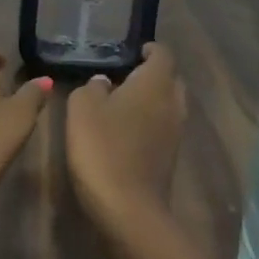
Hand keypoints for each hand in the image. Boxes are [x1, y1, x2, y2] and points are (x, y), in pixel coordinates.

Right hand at [64, 43, 186, 236]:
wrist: (128, 210)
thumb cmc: (104, 148)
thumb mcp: (82, 108)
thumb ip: (92, 86)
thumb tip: (104, 83)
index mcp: (156, 82)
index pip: (162, 52)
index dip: (146, 48)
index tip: (126, 52)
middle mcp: (173, 102)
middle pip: (169, 78)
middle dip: (150, 74)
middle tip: (121, 77)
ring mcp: (176, 132)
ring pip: (168, 104)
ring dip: (149, 101)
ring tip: (119, 104)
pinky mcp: (171, 157)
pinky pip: (163, 127)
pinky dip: (148, 123)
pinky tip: (123, 132)